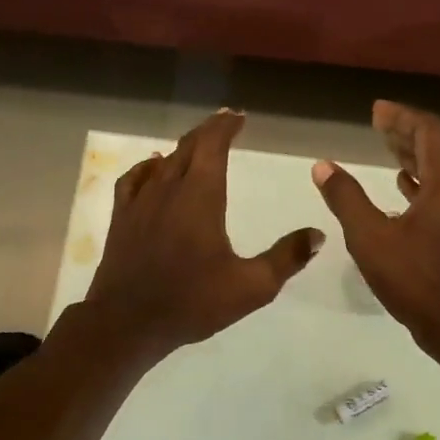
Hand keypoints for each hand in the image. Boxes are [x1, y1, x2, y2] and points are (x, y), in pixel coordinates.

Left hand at [84, 110, 323, 360]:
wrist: (128, 322)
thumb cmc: (192, 302)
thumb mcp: (252, 286)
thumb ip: (287, 258)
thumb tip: (318, 235)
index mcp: (201, 196)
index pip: (212, 145)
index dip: (225, 126)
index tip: (238, 117)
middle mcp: (168, 188)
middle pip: (188, 147)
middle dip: (208, 132)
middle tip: (224, 124)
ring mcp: (140, 202)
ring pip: (163, 162)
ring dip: (183, 149)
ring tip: (197, 147)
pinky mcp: (121, 219)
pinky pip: (134, 179)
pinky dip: (148, 167)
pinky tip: (153, 169)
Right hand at [311, 101, 439, 359]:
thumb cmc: (419, 281)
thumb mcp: (372, 239)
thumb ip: (346, 199)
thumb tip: (322, 166)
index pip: (429, 131)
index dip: (401, 117)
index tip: (376, 110)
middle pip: (438, 148)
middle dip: (406, 134)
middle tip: (378, 125)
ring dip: (414, 159)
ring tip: (387, 152)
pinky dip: (422, 186)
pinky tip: (404, 192)